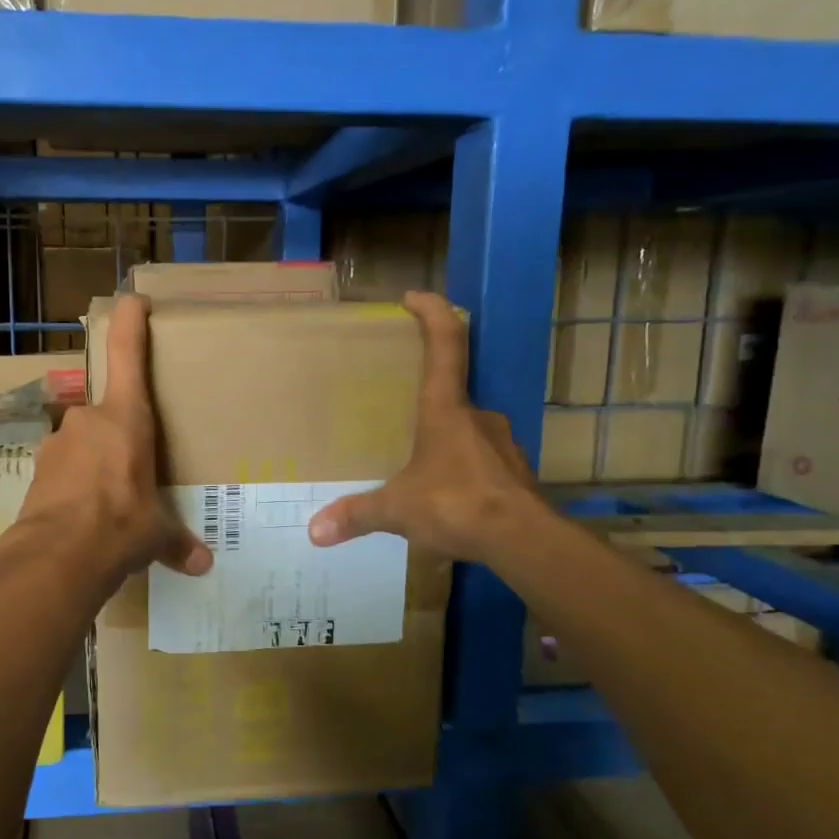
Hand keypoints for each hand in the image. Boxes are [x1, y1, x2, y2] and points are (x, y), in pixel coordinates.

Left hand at [17, 293, 212, 590]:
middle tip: (137, 466)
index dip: (129, 321)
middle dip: (121, 435)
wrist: (56, 557)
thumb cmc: (120, 526)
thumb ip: (176, 542)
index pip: (127, 353)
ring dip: (97, 462)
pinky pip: (65, 468)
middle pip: (108, 412)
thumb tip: (203, 565)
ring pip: (84, 442)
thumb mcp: (154, 534)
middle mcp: (88, 420)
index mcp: (125, 418)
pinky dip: (76, 484)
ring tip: (111, 499)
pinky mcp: (37, 469)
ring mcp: (58, 442)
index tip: (133, 300)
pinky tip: (85, 514)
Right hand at [308, 291, 544, 564]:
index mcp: (445, 410)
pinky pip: (482, 460)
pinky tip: (448, 495)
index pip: (445, 344)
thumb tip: (314, 532)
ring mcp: (501, 443)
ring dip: (445, 439)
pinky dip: (463, 469)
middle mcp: (478, 416)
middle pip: (452, 391)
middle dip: (427, 400)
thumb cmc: (456, 505)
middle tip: (401, 417)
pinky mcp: (515, 473)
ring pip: (468, 430)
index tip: (414, 297)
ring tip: (420, 464)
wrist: (525, 541)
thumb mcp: (398, 510)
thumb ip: (357, 515)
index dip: (432, 313)